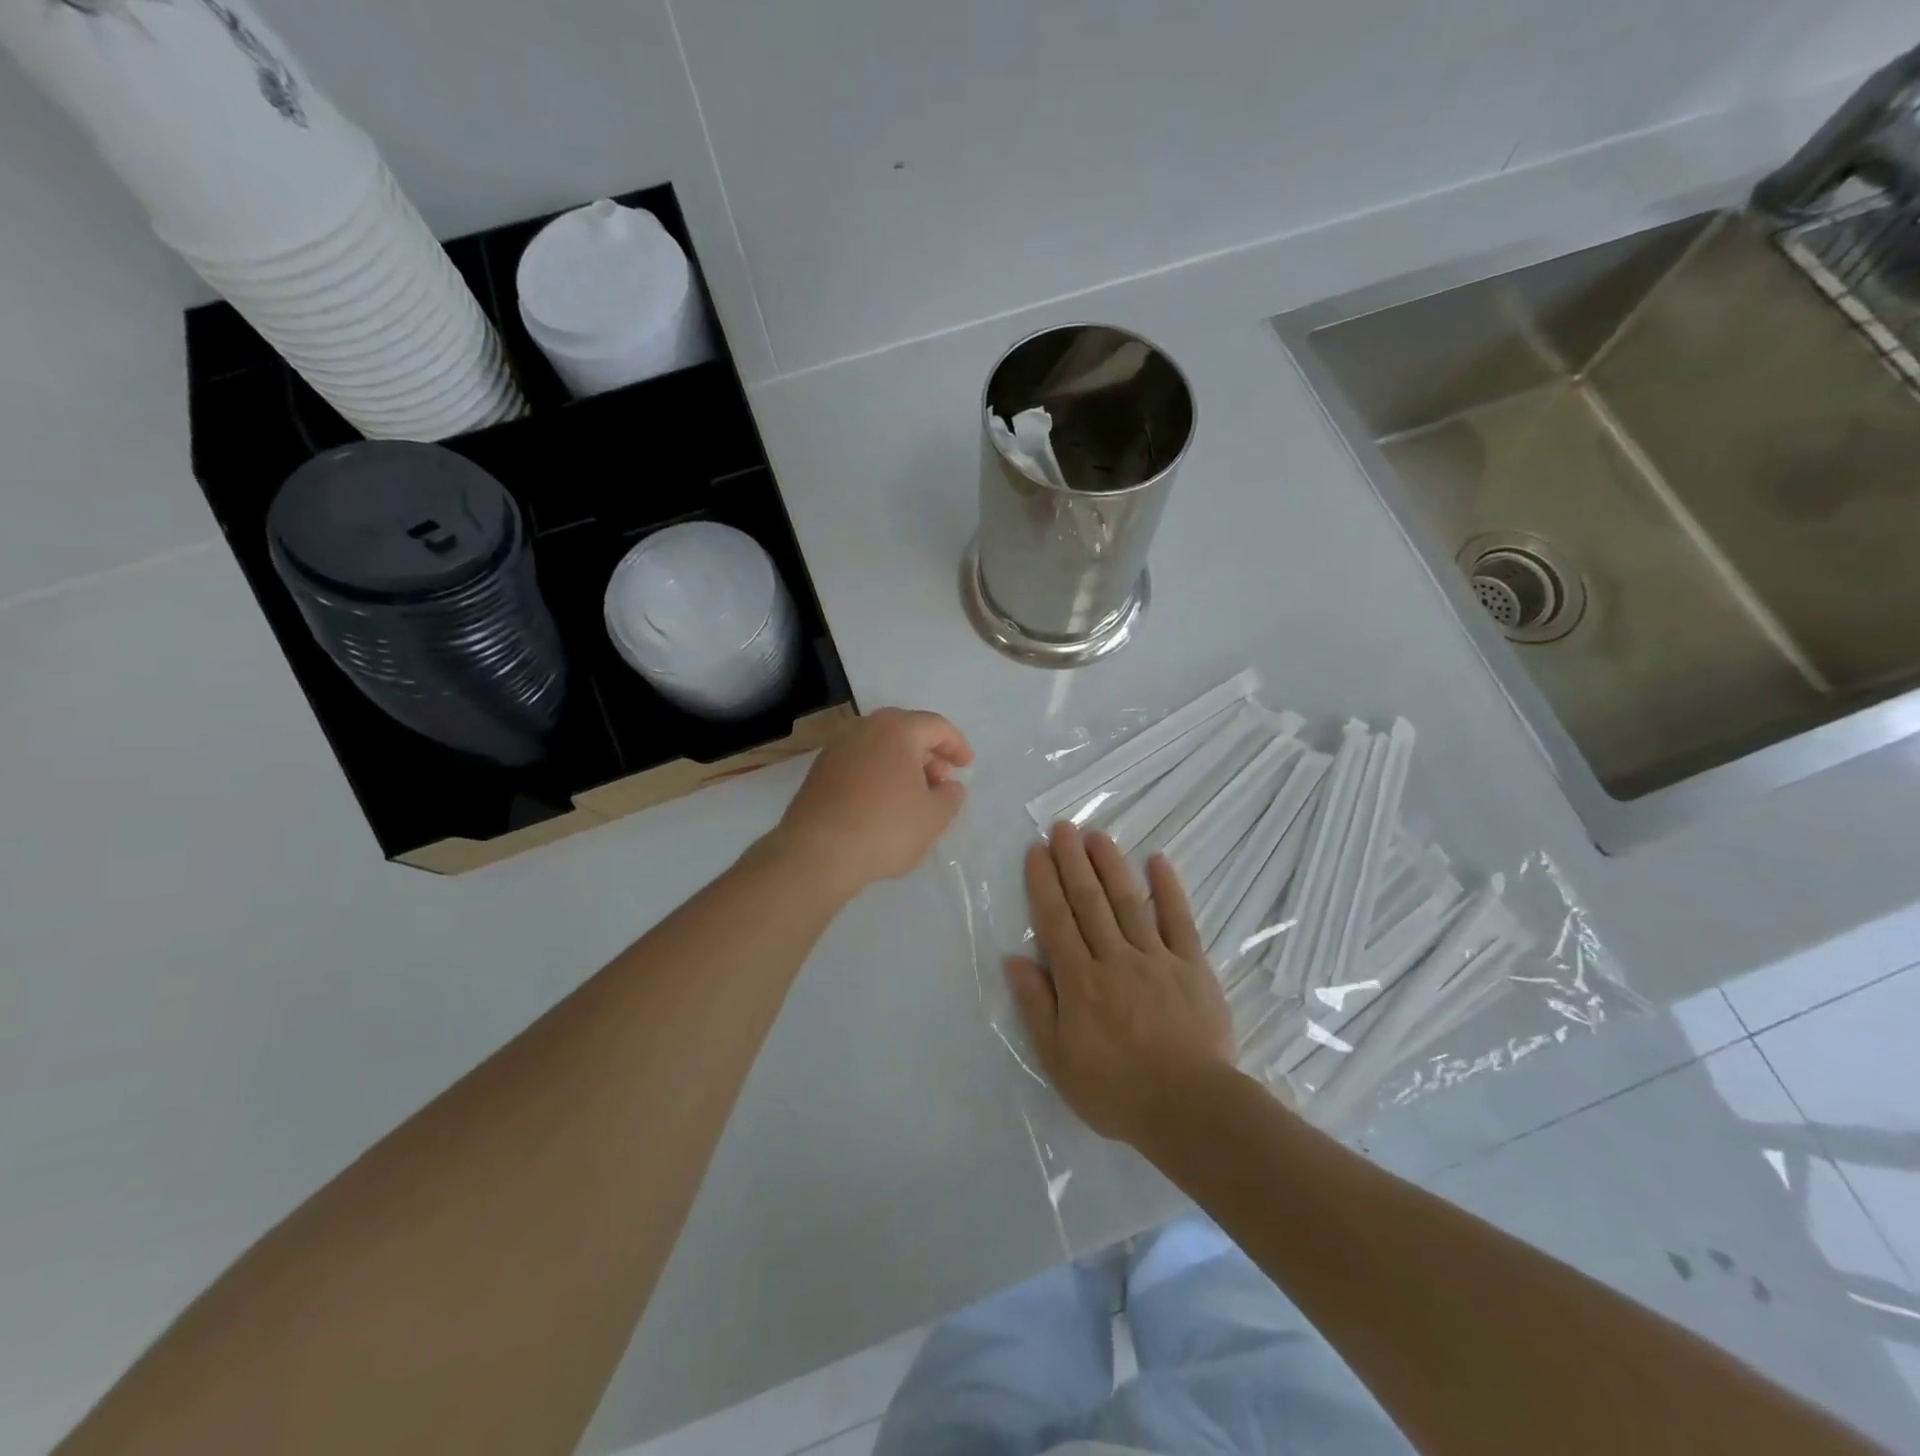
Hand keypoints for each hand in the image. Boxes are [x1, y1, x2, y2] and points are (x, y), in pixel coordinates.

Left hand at [770, 708, 972, 899]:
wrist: (817, 853)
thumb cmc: (885, 828)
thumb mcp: (934, 817)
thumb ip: (950, 796)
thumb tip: (949, 786)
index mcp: (896, 729)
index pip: (936, 726)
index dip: (956, 745)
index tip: (966, 766)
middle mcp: (864, 728)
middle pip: (905, 730)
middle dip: (927, 752)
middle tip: (941, 779)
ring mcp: (836, 748)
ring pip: (879, 746)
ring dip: (901, 763)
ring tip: (913, 794)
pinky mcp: (819, 770)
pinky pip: (859, 762)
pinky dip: (877, 773)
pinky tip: (883, 802)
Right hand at [1006, 824, 1234, 1145]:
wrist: (1190, 1109)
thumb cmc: (1116, 1090)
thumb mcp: (1059, 1060)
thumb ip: (1036, 1006)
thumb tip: (1014, 959)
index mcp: (1080, 981)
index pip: (1056, 921)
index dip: (1044, 883)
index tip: (1036, 851)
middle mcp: (1114, 958)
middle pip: (1089, 901)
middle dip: (1073, 861)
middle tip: (1063, 827)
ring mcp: (1156, 958)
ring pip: (1128, 902)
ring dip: (1111, 865)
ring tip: (1097, 835)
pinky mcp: (1192, 966)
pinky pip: (1179, 920)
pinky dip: (1168, 889)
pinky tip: (1158, 861)